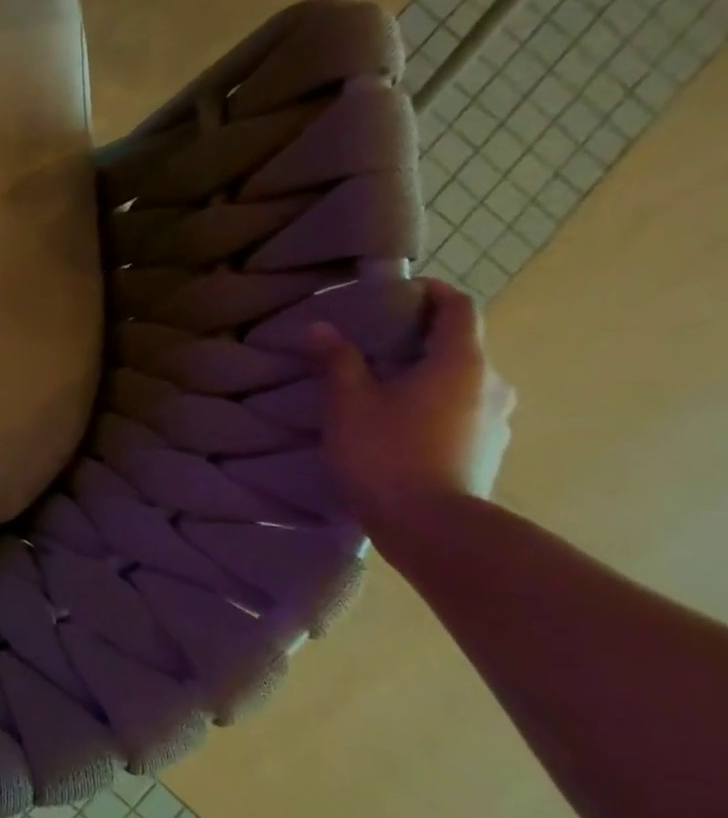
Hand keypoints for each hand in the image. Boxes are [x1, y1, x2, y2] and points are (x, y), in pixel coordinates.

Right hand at [311, 280, 515, 548]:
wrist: (431, 525)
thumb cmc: (387, 453)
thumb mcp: (349, 403)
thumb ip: (337, 361)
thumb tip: (321, 327)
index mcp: (462, 362)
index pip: (459, 308)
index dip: (433, 292)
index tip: (399, 292)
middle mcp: (492, 384)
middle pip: (461, 346)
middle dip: (421, 339)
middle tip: (376, 345)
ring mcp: (496, 420)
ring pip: (462, 382)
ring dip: (427, 376)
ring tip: (383, 388)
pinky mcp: (488, 449)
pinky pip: (462, 412)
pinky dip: (434, 406)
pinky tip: (399, 425)